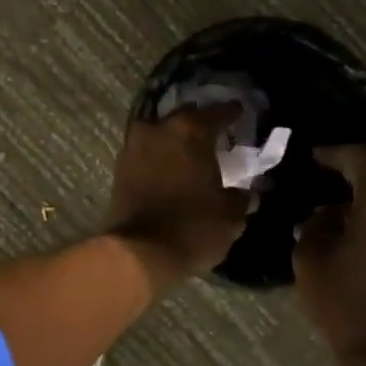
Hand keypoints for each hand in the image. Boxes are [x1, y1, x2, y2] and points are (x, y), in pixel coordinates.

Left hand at [106, 104, 249, 286]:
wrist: (139, 253)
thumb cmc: (193, 227)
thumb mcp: (230, 215)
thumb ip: (240, 197)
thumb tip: (246, 192)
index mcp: (190, 130)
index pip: (217, 112)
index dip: (232, 113)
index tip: (240, 113)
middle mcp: (159, 128)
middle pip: (185, 116)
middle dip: (200, 123)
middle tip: (215, 135)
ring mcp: (134, 146)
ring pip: (160, 132)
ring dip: (175, 139)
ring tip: (191, 153)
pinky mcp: (119, 168)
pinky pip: (146, 152)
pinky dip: (159, 156)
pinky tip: (171, 168)